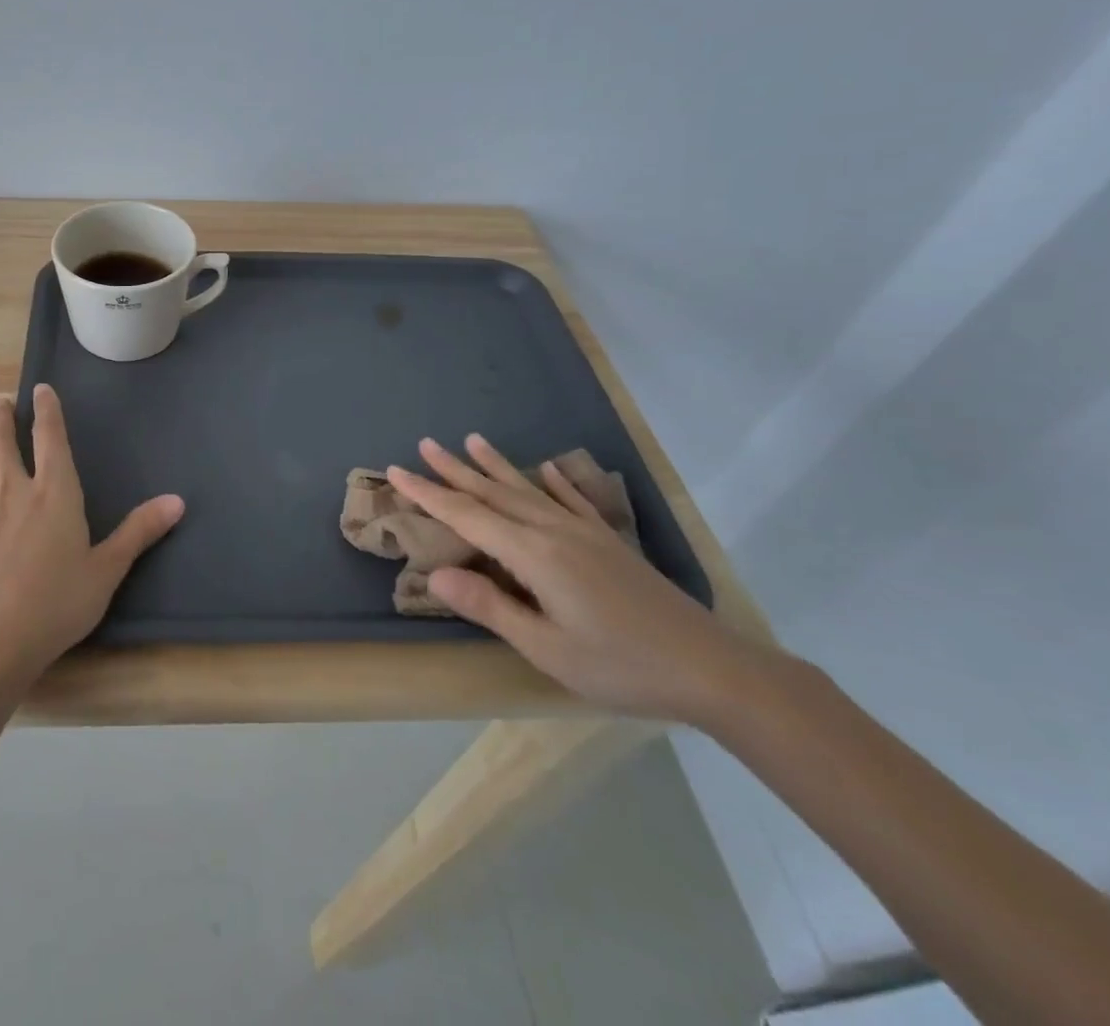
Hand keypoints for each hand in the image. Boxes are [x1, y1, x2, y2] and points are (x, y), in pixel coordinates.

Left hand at [0, 385, 184, 676]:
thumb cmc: (59, 603)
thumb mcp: (108, 569)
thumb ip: (139, 531)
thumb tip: (178, 501)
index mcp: (55, 494)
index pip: (51, 439)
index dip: (47, 411)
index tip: (41, 389)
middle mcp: (14, 491)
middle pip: (4, 444)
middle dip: (3, 420)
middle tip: (1, 404)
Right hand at [388, 435, 780, 724]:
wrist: (712, 669)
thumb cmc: (621, 666)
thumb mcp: (547, 649)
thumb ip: (490, 606)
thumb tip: (434, 573)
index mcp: (533, 554)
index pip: (467, 516)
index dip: (429, 494)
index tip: (397, 471)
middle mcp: (554, 531)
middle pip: (493, 493)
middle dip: (454, 470)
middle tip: (424, 444)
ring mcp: (584, 532)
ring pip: (528, 490)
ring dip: (495, 466)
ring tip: (471, 439)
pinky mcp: (608, 542)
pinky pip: (573, 501)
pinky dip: (555, 482)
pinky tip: (547, 468)